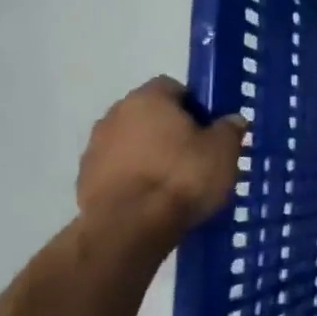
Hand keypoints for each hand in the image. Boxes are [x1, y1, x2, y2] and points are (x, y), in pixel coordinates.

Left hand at [76, 78, 247, 252]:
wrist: (129, 227)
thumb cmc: (181, 178)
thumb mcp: (223, 152)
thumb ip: (229, 129)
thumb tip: (232, 120)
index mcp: (149, 98)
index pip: (173, 88)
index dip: (194, 106)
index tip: (208, 130)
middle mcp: (115, 114)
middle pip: (149, 114)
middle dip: (168, 130)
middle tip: (194, 155)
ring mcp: (95, 147)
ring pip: (130, 142)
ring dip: (148, 154)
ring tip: (171, 182)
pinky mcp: (84, 179)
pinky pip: (115, 169)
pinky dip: (131, 178)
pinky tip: (150, 200)